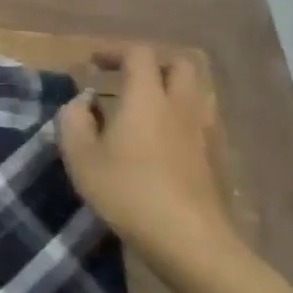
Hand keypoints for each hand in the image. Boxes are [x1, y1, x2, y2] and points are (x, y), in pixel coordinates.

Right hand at [56, 44, 236, 271]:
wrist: (190, 241)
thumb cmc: (127, 192)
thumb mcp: (80, 157)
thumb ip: (73, 120)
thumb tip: (82, 102)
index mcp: (147, 98)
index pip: (138, 53)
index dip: (114, 51)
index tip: (93, 64)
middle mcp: (181, 105)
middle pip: (179, 64)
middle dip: (152, 64)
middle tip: (126, 79)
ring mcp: (205, 131)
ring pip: (196, 91)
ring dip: (171, 89)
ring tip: (146, 108)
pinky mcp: (218, 158)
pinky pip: (202, 120)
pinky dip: (182, 117)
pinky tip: (164, 141)